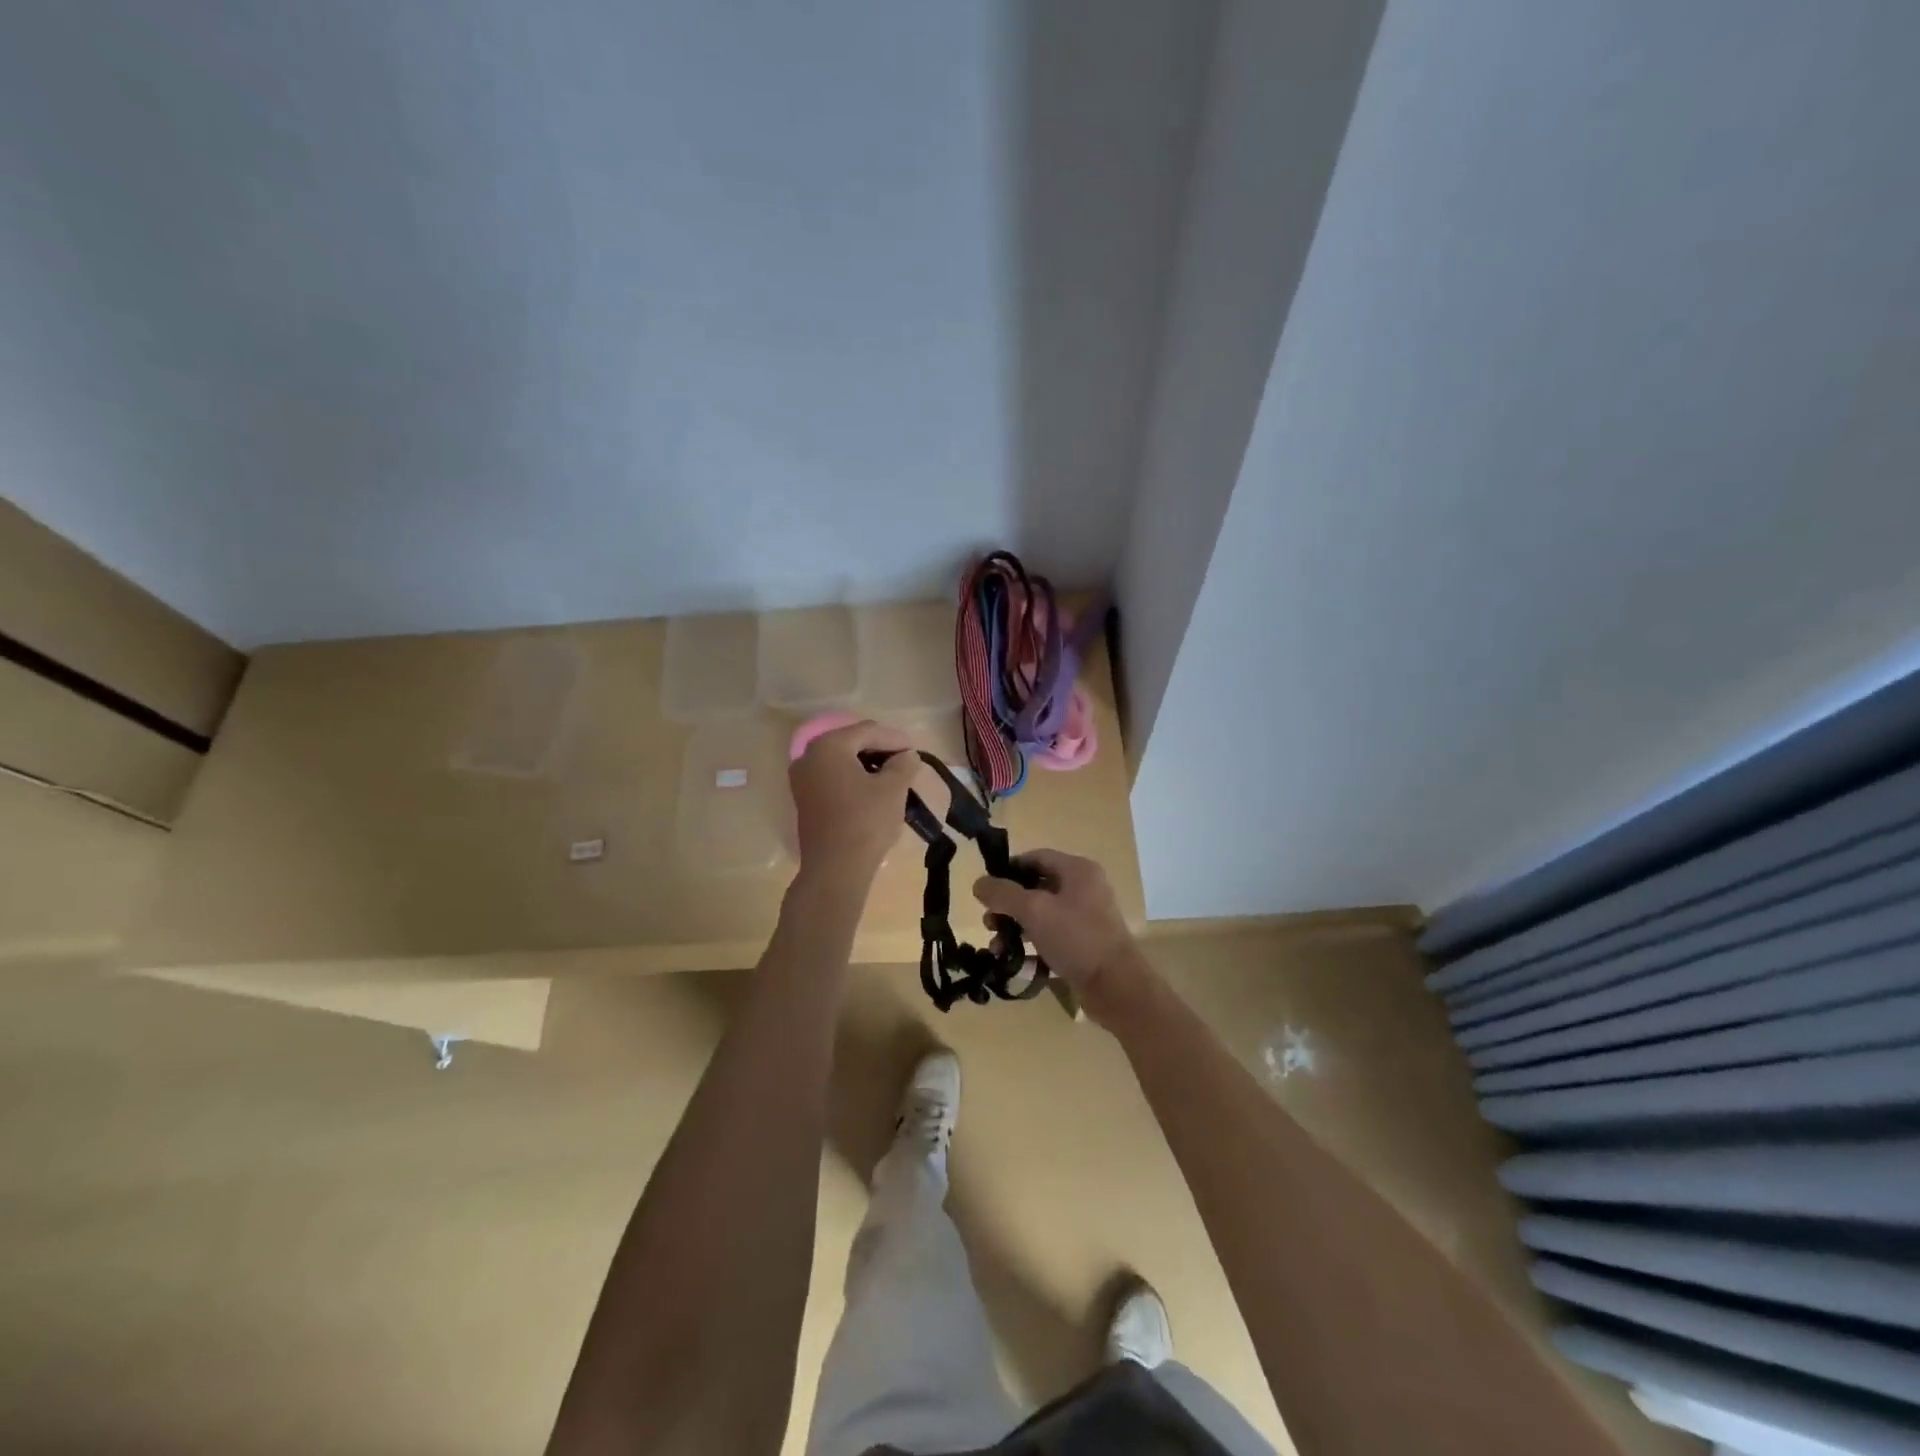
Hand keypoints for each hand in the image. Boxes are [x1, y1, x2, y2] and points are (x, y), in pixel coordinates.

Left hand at [789, 720, 919, 891]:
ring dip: (867, 764)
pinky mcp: (804, 800)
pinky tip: (872, 790)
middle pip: (851, 742)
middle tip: (905, 761)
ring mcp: (802, 779)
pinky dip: (853, 778)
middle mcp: (809, 756)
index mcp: (829, 746)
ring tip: (893, 776)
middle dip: (880, 749)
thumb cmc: (865, 822)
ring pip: (841, 761)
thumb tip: (907, 756)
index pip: (867, 730)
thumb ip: (903, 764)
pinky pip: (832, 778)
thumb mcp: (893, 789)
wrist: (835, 869)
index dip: (895, 738)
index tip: (915, 751)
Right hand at [972, 849, 1145, 1019]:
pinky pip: (1051, 937)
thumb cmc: (1076, 938)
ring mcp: (1085, 918)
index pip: (1035, 857)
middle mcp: (1084, 888)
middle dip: (1008, 905)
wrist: (1116, 987)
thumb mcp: (1034, 910)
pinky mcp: (1084, 944)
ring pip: (1041, 915)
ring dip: (1016, 928)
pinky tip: (1015, 961)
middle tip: (989, 923)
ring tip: (997, 947)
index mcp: (1077, 870)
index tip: (986, 890)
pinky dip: (1032, 945)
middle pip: (1036, 887)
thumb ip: (1003, 894)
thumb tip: (979, 884)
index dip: (1008, 870)